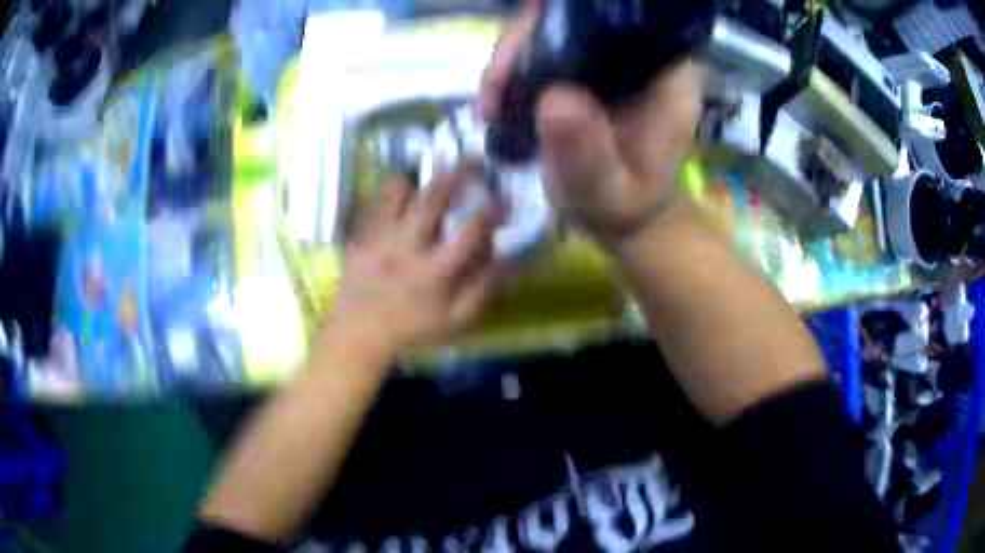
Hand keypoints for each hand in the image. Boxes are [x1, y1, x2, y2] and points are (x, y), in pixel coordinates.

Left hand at [327, 170, 501, 353]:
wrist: (357, 334)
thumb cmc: (411, 330)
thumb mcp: (455, 320)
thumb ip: (481, 287)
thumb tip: (502, 256)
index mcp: (434, 271)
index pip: (470, 230)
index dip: (492, 210)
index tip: (503, 201)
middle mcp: (406, 247)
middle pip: (432, 198)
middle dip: (457, 174)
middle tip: (472, 162)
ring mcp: (378, 237)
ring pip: (397, 190)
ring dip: (416, 181)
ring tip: (424, 184)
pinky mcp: (359, 235)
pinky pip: (374, 201)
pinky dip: (389, 195)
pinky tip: (398, 202)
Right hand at [479, 3, 702, 246]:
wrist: (622, 216)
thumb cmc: (623, 207)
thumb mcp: (607, 192)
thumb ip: (588, 155)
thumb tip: (553, 99)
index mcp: (664, 75)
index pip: (620, 21)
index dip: (570, 21)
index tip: (526, 51)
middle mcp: (639, 57)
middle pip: (577, 19)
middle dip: (526, 40)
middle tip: (495, 86)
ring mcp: (609, 60)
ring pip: (553, 30)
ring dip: (511, 57)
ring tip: (490, 102)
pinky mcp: (584, 69)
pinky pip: (542, 51)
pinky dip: (511, 70)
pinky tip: (494, 102)